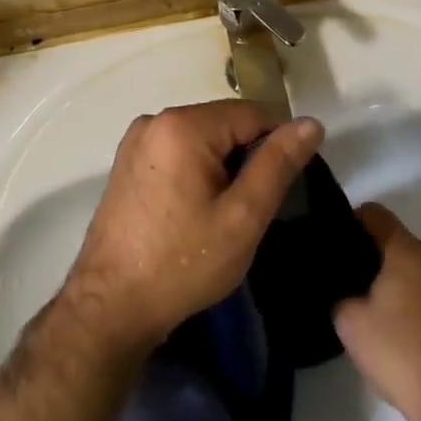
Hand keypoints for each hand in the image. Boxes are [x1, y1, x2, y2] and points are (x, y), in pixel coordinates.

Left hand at [66, 100, 323, 356]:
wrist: (109, 307)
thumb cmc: (181, 263)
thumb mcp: (242, 217)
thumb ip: (278, 164)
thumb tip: (311, 123)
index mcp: (183, 124)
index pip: (252, 113)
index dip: (277, 145)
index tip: (285, 186)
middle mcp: (155, 120)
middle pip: (224, 123)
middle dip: (247, 156)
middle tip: (253, 208)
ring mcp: (136, 140)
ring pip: (202, 138)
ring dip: (223, 165)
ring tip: (226, 214)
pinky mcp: (127, 162)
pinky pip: (177, 151)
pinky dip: (197, 171)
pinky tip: (196, 211)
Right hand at [335, 204, 420, 420]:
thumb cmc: (398, 351)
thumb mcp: (349, 320)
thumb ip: (336, 289)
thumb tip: (334, 281)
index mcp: (406, 250)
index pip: (373, 212)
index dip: (347, 221)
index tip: (329, 243)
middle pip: (390, 236)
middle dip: (363, 248)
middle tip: (337, 271)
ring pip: (405, 262)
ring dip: (382, 272)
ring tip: (356, 296)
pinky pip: (418, 285)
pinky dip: (399, 291)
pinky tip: (381, 319)